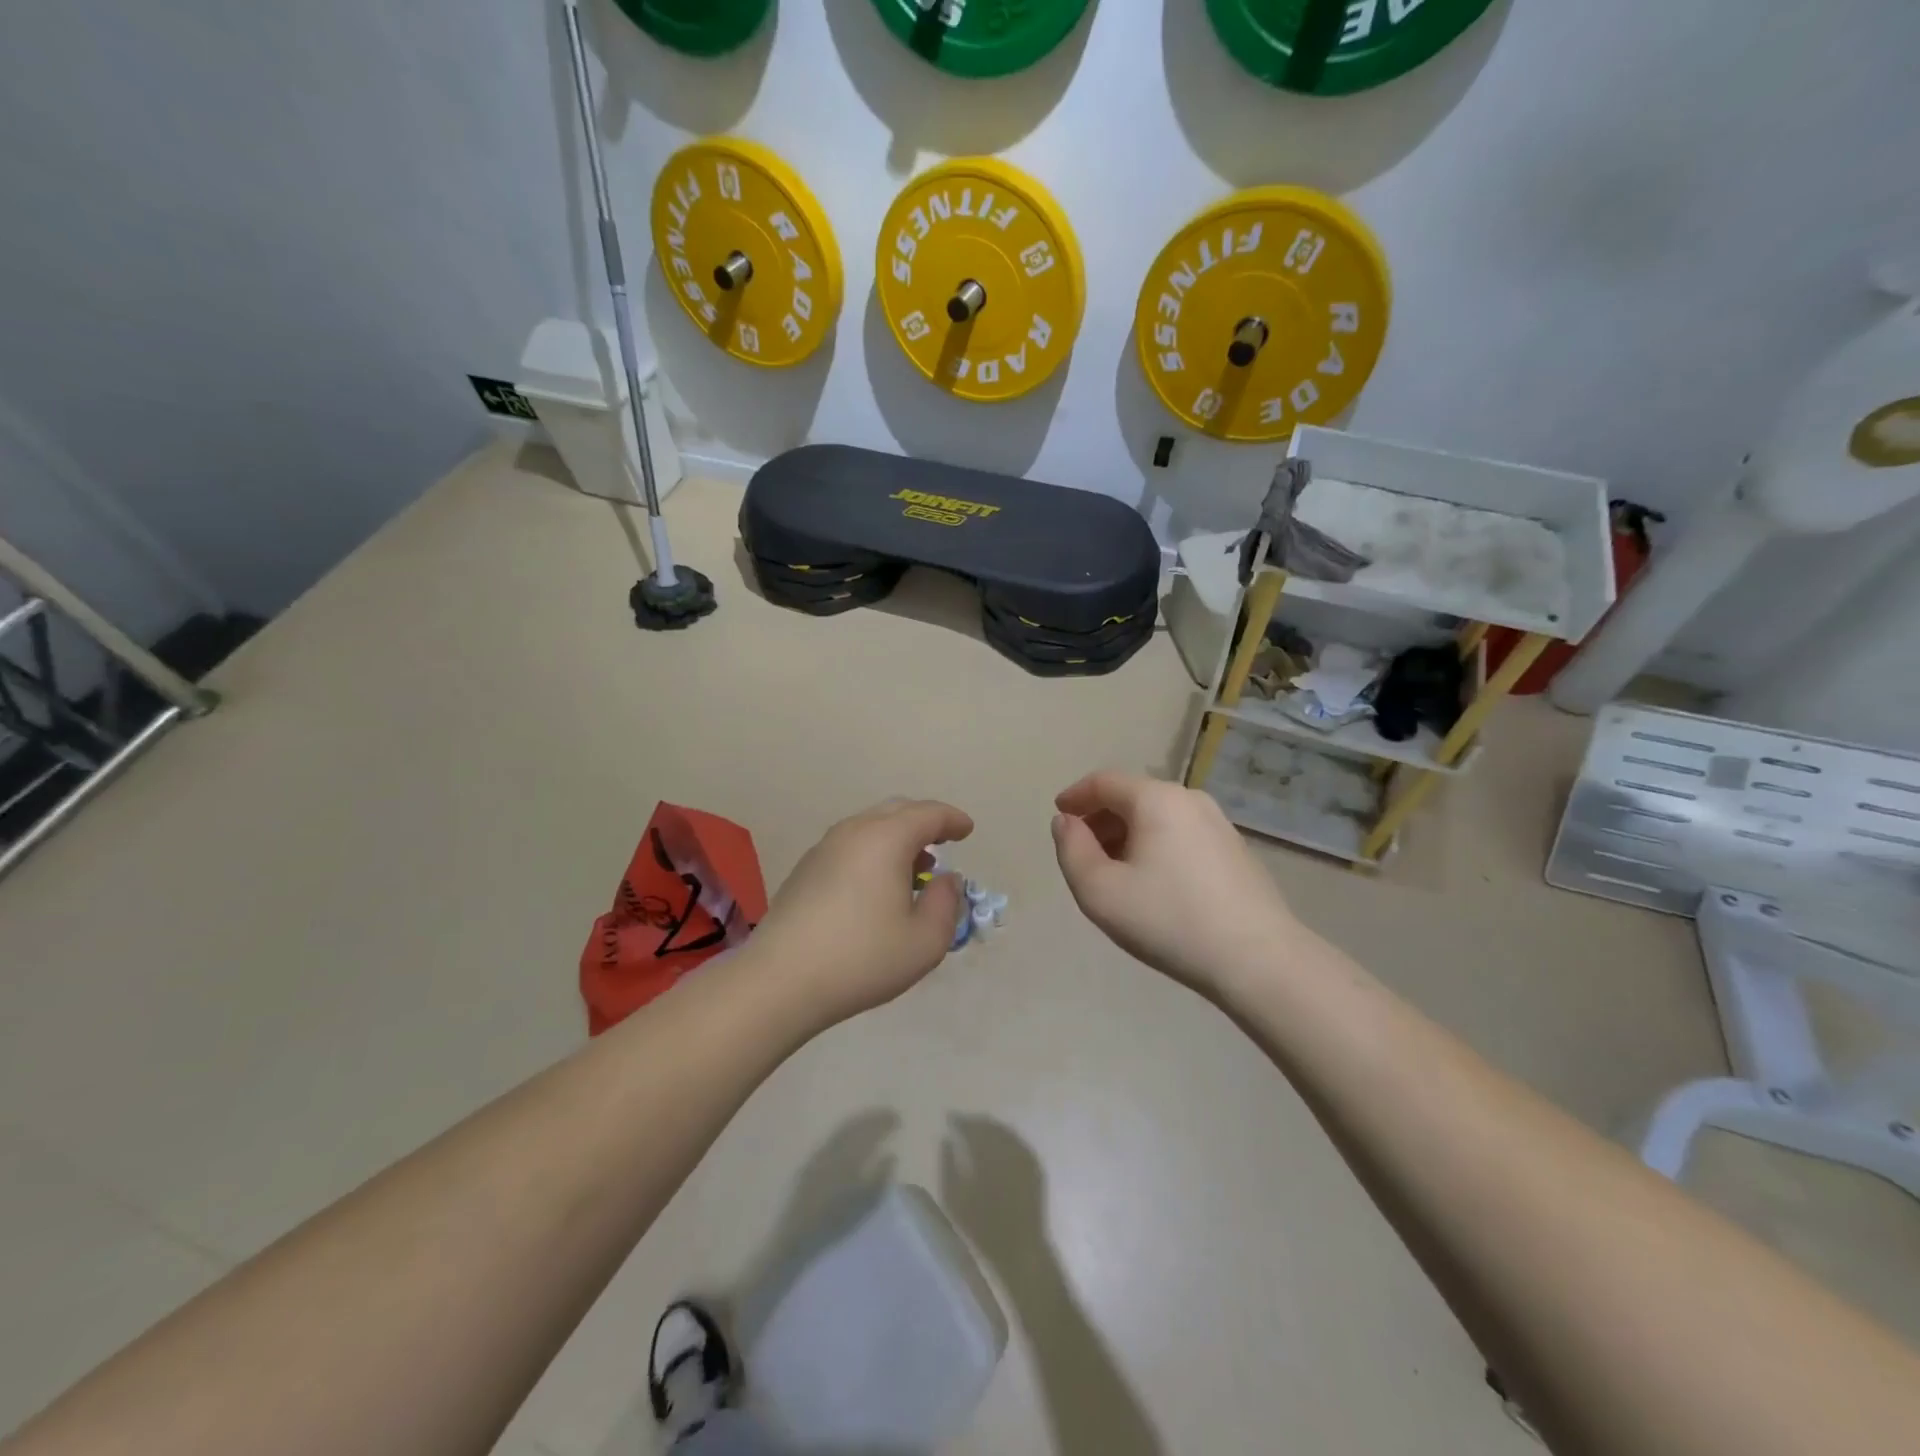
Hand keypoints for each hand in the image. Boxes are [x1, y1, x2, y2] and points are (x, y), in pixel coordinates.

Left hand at [748, 798, 972, 1029]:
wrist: (780, 980)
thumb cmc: (862, 958)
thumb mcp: (925, 941)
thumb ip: (946, 903)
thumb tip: (946, 880)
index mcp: (886, 839)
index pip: (929, 814)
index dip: (953, 820)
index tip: (967, 831)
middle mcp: (854, 831)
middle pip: (897, 810)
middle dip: (925, 822)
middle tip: (943, 842)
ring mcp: (824, 848)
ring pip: (870, 826)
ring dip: (898, 837)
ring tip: (914, 869)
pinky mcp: (805, 869)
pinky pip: (850, 844)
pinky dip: (873, 851)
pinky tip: (877, 885)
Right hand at [1051, 770, 1300, 999]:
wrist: (1258, 960)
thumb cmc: (1168, 920)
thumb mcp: (1099, 891)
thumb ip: (1071, 850)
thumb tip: (1067, 822)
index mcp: (1156, 799)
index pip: (1104, 782)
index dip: (1075, 796)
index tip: (1059, 817)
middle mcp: (1190, 799)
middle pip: (1132, 796)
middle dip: (1101, 819)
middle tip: (1083, 853)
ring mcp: (1219, 824)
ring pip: (1158, 816)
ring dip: (1128, 835)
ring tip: (1114, 873)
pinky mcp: (1235, 850)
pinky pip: (1181, 834)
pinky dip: (1156, 846)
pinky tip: (1154, 884)